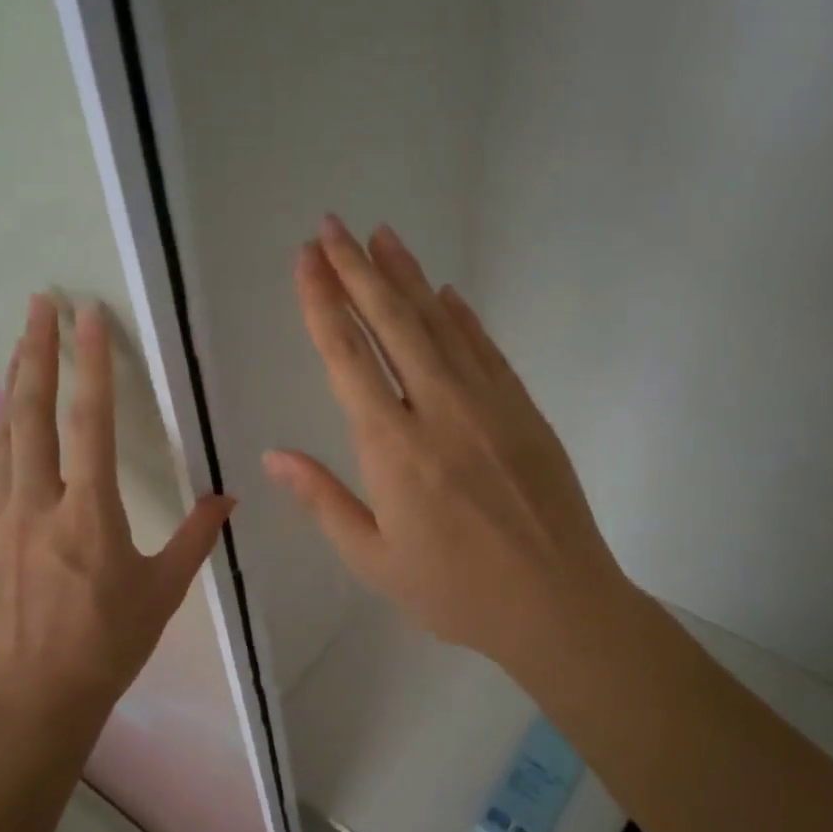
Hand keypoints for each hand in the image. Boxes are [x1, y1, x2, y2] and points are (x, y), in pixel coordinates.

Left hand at [0, 295, 232, 735]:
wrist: (35, 700)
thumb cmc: (108, 645)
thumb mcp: (164, 591)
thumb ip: (196, 538)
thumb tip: (229, 498)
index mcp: (89, 514)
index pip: (90, 422)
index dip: (91, 364)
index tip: (89, 317)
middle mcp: (37, 504)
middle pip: (33, 412)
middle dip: (37, 351)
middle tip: (40, 303)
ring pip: (1, 435)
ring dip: (12, 384)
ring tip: (21, 343)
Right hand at [263, 216, 631, 680]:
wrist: (559, 604)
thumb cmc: (456, 592)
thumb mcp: (375, 560)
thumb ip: (324, 501)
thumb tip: (273, 457)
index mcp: (394, 449)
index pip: (348, 358)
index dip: (323, 304)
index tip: (306, 261)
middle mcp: (439, 410)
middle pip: (393, 323)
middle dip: (358, 270)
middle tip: (332, 227)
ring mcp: (488, 404)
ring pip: (440, 324)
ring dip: (407, 276)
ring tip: (381, 236)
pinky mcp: (523, 409)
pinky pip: (485, 348)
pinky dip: (461, 316)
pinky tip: (444, 291)